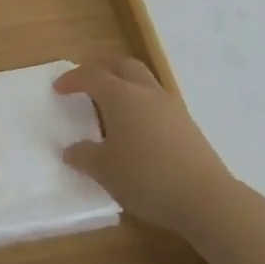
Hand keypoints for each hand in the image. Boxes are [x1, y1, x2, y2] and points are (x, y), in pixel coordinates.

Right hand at [56, 59, 235, 234]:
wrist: (205, 198)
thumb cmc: (146, 178)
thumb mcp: (105, 171)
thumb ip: (84, 156)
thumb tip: (71, 150)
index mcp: (121, 96)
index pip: (92, 75)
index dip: (73, 79)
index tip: (58, 89)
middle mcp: (145, 92)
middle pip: (123, 65)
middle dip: (103, 69)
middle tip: (88, 84)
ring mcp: (170, 106)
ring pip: (144, 81)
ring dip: (126, 85)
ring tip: (114, 107)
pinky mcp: (187, 123)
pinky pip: (158, 101)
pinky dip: (143, 104)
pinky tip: (139, 129)